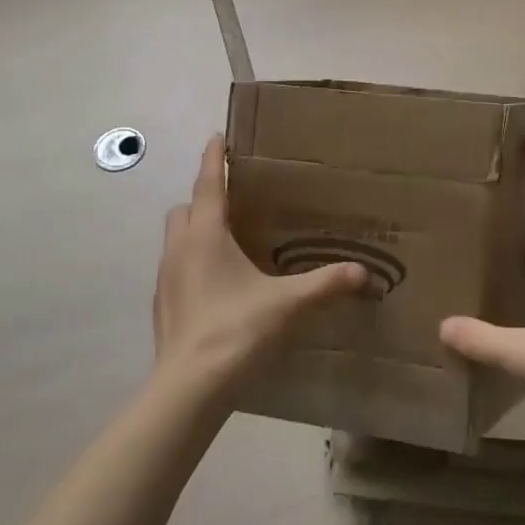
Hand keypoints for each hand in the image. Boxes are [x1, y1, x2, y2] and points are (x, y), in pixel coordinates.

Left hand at [154, 135, 368, 395]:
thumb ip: (325, 285)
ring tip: (228, 241)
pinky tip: (217, 284)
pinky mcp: (162, 304)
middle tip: (234, 200)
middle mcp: (180, 248)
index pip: (209, 183)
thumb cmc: (236, 331)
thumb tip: (362, 272)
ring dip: (196, 230)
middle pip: (186, 207)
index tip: (218, 136)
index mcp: (206, 234)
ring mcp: (166, 277)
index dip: (215, 158)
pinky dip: (192, 262)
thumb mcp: (287, 304)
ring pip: (177, 237)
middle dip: (205, 197)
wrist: (189, 388)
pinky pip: (175, 267)